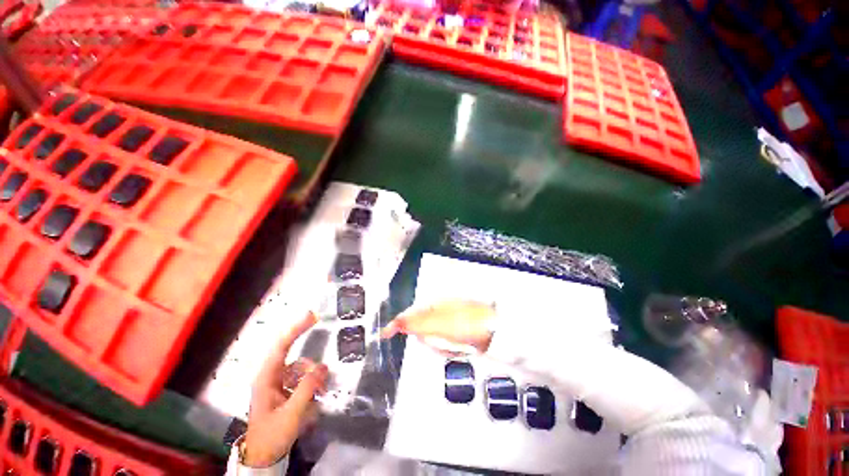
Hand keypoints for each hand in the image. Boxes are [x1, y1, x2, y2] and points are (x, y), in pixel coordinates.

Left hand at [243, 312, 327, 467]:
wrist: (263, 457)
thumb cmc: (272, 434)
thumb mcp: (291, 414)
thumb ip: (307, 389)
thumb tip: (323, 367)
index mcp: (267, 377)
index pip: (282, 346)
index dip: (296, 329)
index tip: (312, 316)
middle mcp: (272, 376)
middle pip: (294, 357)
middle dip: (311, 362)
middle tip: (325, 369)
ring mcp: (278, 385)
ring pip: (301, 370)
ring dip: (313, 378)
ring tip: (320, 395)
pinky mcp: (285, 392)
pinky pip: (302, 381)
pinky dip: (311, 386)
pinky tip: (315, 400)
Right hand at [380, 300, 496, 352]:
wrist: (494, 329)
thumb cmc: (466, 323)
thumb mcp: (439, 323)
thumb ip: (417, 323)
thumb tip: (396, 323)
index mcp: (433, 304)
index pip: (409, 313)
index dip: (397, 323)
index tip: (385, 334)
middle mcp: (438, 310)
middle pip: (421, 328)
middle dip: (428, 339)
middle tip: (441, 343)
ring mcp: (448, 320)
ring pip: (433, 338)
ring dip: (440, 345)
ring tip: (455, 344)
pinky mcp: (455, 330)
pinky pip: (444, 342)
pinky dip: (449, 347)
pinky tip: (460, 346)